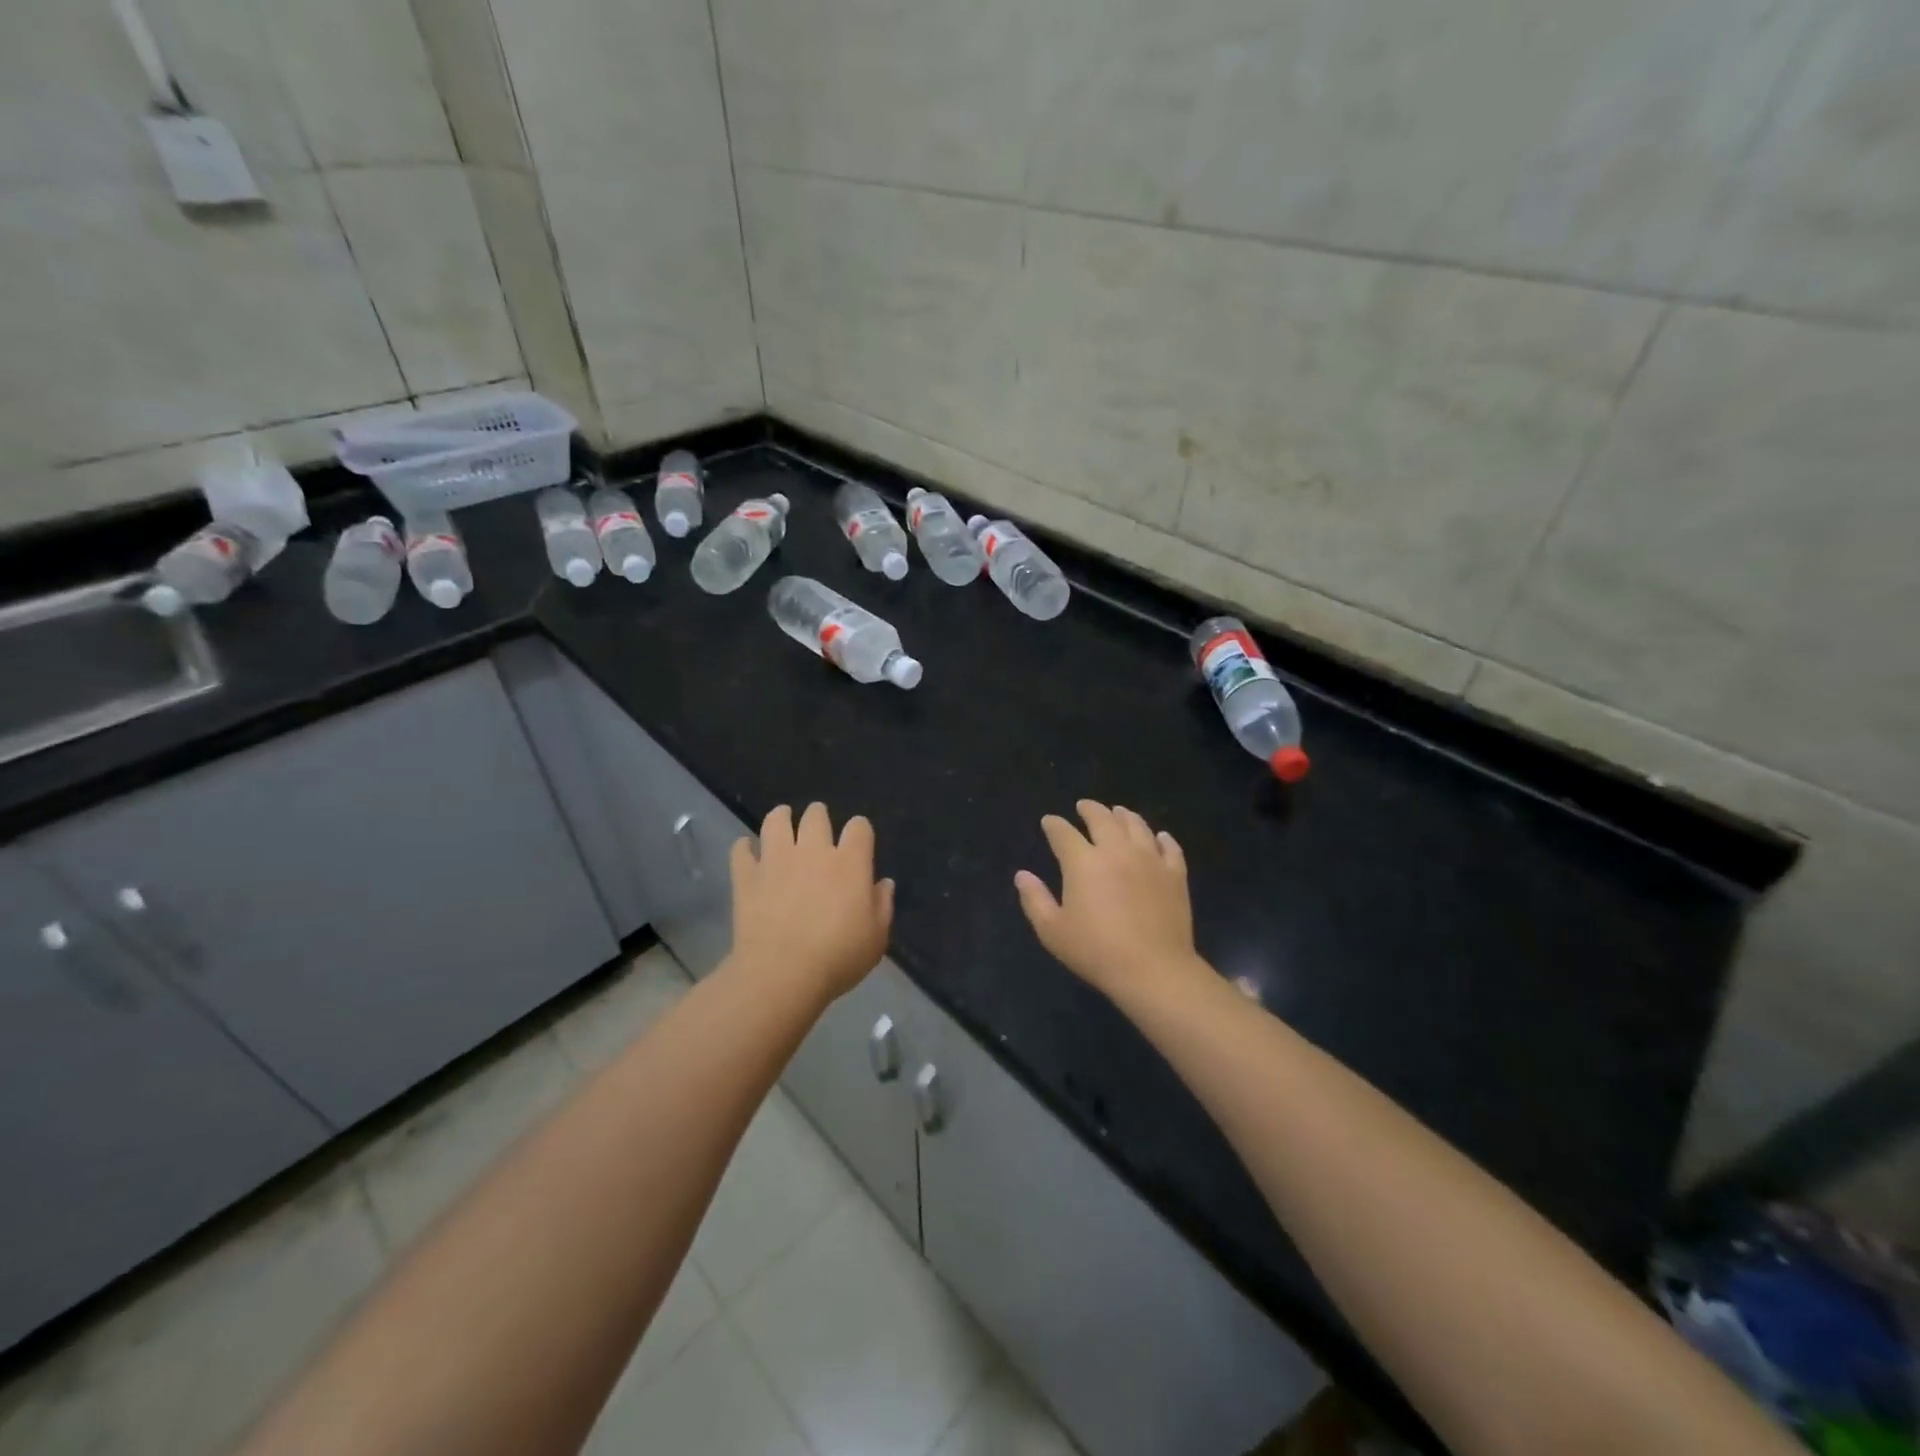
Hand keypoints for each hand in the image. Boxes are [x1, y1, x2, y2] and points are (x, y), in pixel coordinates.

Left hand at [729, 803, 893, 1005]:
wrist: (782, 973)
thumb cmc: (838, 957)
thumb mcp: (876, 938)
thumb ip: (882, 905)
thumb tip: (884, 883)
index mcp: (850, 862)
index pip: (859, 827)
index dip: (860, 829)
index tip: (858, 839)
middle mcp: (813, 851)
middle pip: (816, 816)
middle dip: (818, 816)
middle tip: (817, 825)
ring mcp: (776, 860)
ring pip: (776, 821)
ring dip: (780, 817)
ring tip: (782, 819)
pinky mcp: (747, 876)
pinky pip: (741, 850)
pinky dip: (744, 848)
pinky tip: (747, 850)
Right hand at [1015, 801, 1209, 1003]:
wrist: (1153, 969)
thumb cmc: (1096, 951)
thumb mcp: (1052, 931)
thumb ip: (1034, 899)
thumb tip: (1022, 875)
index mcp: (1082, 862)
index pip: (1063, 833)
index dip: (1053, 825)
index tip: (1049, 821)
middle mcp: (1116, 850)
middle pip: (1102, 818)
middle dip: (1090, 809)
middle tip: (1084, 807)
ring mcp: (1150, 859)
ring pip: (1137, 825)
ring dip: (1124, 815)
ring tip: (1118, 812)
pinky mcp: (1175, 874)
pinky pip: (1169, 847)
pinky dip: (1162, 838)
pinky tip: (1160, 837)